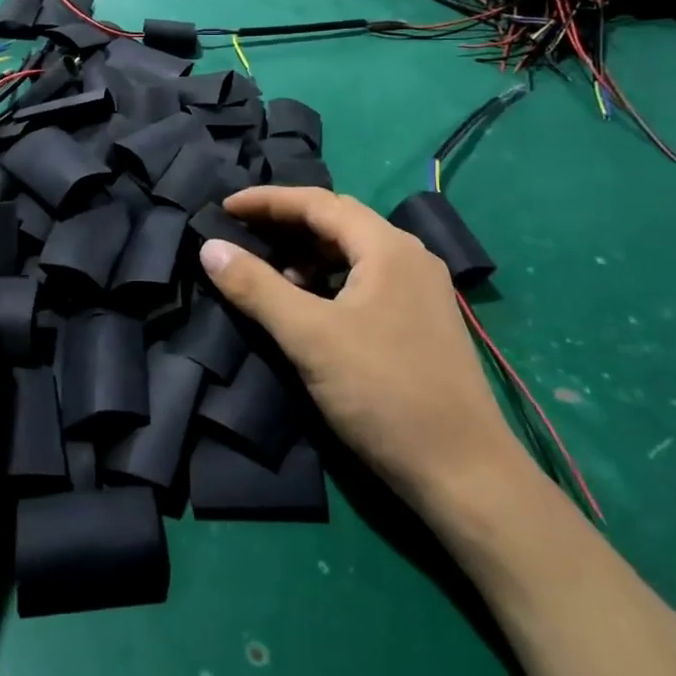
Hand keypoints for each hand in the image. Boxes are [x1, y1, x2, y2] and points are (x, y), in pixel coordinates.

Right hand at [198, 187, 529, 510]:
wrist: (465, 474)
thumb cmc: (384, 393)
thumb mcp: (310, 337)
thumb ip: (257, 287)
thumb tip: (210, 247)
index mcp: (387, 247)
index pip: (317, 202)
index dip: (267, 201)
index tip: (224, 207)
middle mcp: (409, 256)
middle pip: (337, 221)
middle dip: (286, 223)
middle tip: (242, 233)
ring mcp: (420, 289)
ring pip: (352, 252)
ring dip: (308, 255)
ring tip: (271, 275)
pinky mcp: (421, 320)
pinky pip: (365, 279)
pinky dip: (329, 281)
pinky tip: (310, 306)